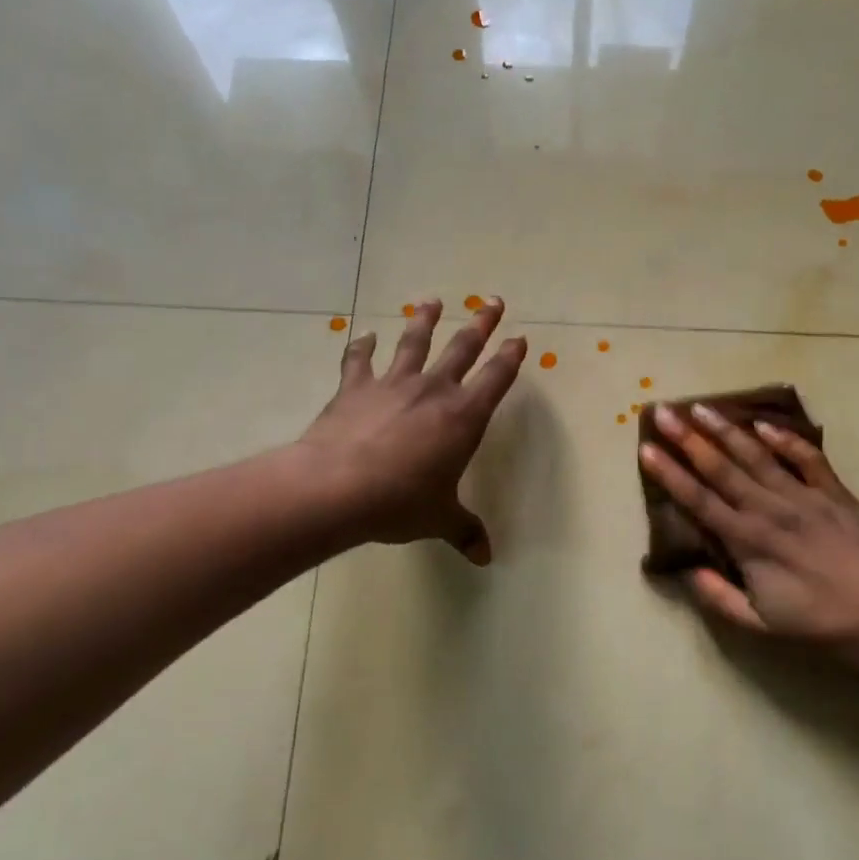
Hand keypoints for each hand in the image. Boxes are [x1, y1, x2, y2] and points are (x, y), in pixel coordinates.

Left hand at [300, 298, 525, 564]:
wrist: (339, 487)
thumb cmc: (401, 502)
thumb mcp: (439, 519)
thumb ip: (465, 531)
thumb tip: (486, 558)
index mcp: (463, 417)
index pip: (496, 379)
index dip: (510, 357)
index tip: (519, 337)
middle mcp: (433, 391)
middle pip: (462, 348)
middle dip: (480, 324)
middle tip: (493, 302)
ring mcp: (393, 384)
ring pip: (413, 342)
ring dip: (424, 321)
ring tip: (431, 301)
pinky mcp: (355, 387)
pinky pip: (360, 360)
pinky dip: (361, 347)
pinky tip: (363, 335)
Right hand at [639, 403, 858, 674]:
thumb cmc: (826, 626)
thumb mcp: (764, 627)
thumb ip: (720, 598)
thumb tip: (689, 571)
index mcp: (748, 542)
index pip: (698, 500)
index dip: (669, 474)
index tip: (645, 448)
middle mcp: (769, 510)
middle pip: (721, 468)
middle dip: (687, 439)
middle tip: (663, 412)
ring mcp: (804, 497)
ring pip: (756, 456)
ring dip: (726, 431)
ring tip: (701, 408)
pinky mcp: (835, 493)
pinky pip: (806, 458)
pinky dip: (784, 439)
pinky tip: (764, 424)